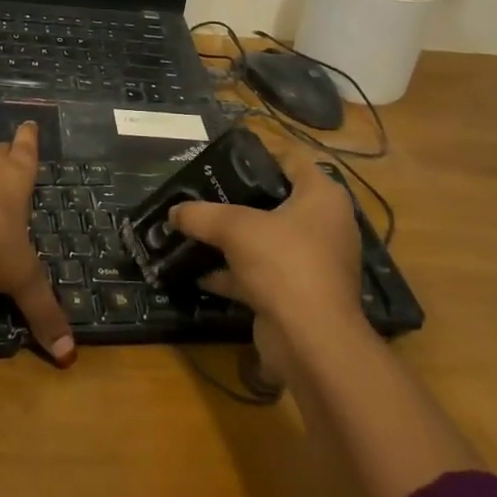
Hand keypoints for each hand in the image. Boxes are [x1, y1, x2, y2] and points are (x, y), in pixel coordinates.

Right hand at [168, 137, 361, 371]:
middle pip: (276, 200)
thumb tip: (173, 211)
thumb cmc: (284, 264)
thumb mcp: (236, 228)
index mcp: (322, 197)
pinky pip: (261, 273)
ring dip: (232, 238)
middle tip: (202, 192)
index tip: (223, 157)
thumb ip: (202, 214)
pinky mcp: (298, 294)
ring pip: (266, 239)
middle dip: (238, 198)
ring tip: (194, 228)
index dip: (258, 154)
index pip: (291, 160)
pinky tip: (198, 271)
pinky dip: (233, 273)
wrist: (312, 342)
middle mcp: (323, 225)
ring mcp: (312, 262)